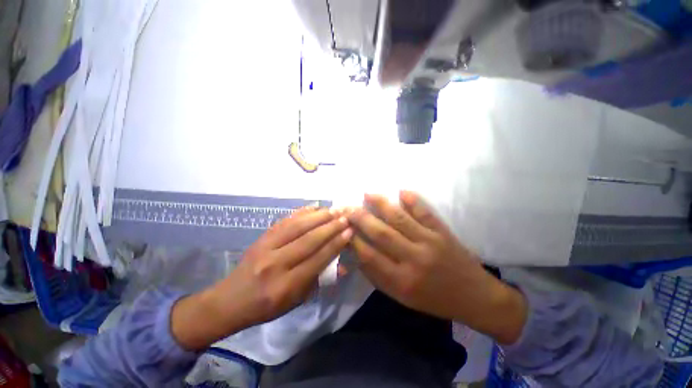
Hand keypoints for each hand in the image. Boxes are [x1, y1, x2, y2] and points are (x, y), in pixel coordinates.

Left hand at [172, 207, 351, 349]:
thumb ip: (319, 280)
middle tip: (345, 218)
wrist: (230, 300)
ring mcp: (266, 247)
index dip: (336, 243)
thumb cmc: (267, 306)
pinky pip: (285, 221)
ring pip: (297, 226)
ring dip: (319, 216)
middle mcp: (276, 264)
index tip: (349, 231)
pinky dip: (302, 212)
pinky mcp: (261, 237)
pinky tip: (314, 207)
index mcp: (286, 286)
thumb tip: (343, 264)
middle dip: (331, 227)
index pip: (317, 259)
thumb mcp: (296, 301)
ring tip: (333, 210)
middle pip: (309, 239)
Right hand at [347, 191, 526, 343]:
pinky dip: (413, 200)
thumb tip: (357, 255)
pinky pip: (425, 213)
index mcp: (402, 281)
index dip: (354, 239)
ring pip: (400, 218)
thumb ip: (378, 277)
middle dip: (361, 218)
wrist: (474, 297)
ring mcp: (430, 242)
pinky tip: (402, 191)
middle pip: (381, 233)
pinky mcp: (443, 232)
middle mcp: (414, 260)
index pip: (369, 256)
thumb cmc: (433, 300)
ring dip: (382, 203)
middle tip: (348, 207)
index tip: (344, 227)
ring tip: (368, 193)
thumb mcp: (402, 297)